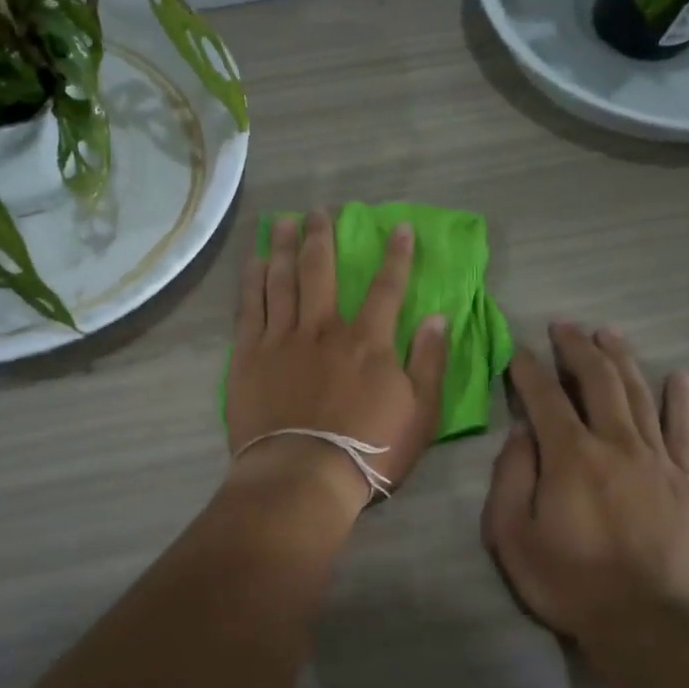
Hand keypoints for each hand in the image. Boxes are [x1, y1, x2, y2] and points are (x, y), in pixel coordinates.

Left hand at [225, 208, 449, 518]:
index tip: (398, 226)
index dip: (395, 255)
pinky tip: (253, 262)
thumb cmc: (368, 451)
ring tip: (281, 221)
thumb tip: (439, 316)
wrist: (301, 476)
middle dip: (321, 236)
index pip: (386, 287)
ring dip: (282, 247)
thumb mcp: (420, 413)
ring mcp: (281, 339)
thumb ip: (429, 362)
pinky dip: (252, 281)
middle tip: (318, 211)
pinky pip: (250, 308)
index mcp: (367, 341)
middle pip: (320, 270)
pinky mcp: (249, 356)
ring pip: (281, 280)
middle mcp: (322, 328)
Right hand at [481, 323, 688, 646]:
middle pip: (598, 381)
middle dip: (577, 348)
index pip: (545, 396)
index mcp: (570, 455)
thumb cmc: (567, 580)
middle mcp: (616, 444)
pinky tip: (679, 377)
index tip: (515, 349)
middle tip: (563, 327)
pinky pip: (684, 431)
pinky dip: (681, 401)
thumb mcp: (510, 535)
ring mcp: (657, 460)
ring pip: (639, 395)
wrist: (646, 623)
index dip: (527, 368)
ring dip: (621, 360)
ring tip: (607, 334)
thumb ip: (510, 478)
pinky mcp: (686, 481)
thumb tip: (521, 435)